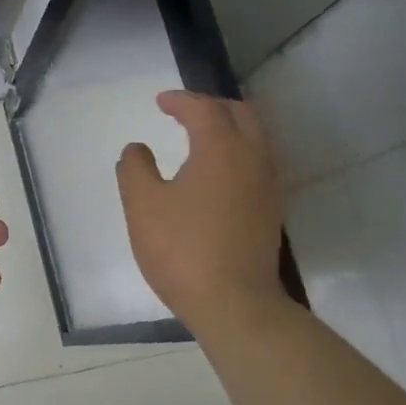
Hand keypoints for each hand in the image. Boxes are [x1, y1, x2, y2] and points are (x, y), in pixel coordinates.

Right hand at [116, 91, 284, 331]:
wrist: (234, 304)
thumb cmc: (182, 250)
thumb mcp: (143, 205)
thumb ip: (135, 169)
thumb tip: (136, 149)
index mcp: (221, 148)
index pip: (204, 108)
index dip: (181, 100)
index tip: (161, 101)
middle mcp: (253, 157)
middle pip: (241, 113)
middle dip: (213, 106)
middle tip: (185, 112)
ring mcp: (267, 185)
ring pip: (256, 137)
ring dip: (230, 128)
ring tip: (202, 137)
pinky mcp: (271, 209)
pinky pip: (258, 162)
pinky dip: (238, 152)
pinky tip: (217, 173)